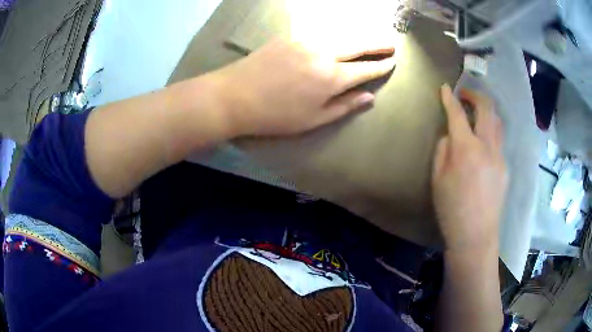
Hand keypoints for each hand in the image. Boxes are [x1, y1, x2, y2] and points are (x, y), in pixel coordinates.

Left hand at [209, 37, 395, 136]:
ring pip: (339, 35)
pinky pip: (319, 33)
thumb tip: (369, 98)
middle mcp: (323, 53)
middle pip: (357, 45)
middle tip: (391, 44)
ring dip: (357, 37)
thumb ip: (344, 106)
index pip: (365, 69)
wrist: (234, 95)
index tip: (393, 62)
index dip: (381, 66)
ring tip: (369, 41)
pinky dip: (334, 36)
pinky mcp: (290, 36)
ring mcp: (305, 41)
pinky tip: (338, 39)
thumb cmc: (275, 115)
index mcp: (331, 77)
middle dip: (377, 45)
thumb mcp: (313, 119)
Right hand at [432, 85, 507, 252]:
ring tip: (477, 113)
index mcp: (466, 149)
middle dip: (475, 95)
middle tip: (465, 94)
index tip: (445, 88)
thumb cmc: (451, 209)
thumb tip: (451, 135)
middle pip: (487, 108)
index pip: (457, 114)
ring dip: (487, 111)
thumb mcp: (437, 179)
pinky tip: (483, 143)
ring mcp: (500, 156)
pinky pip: (499, 141)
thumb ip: (443, 149)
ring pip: (497, 122)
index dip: (450, 98)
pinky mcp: (505, 167)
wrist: (475, 235)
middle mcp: (487, 146)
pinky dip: (490, 132)